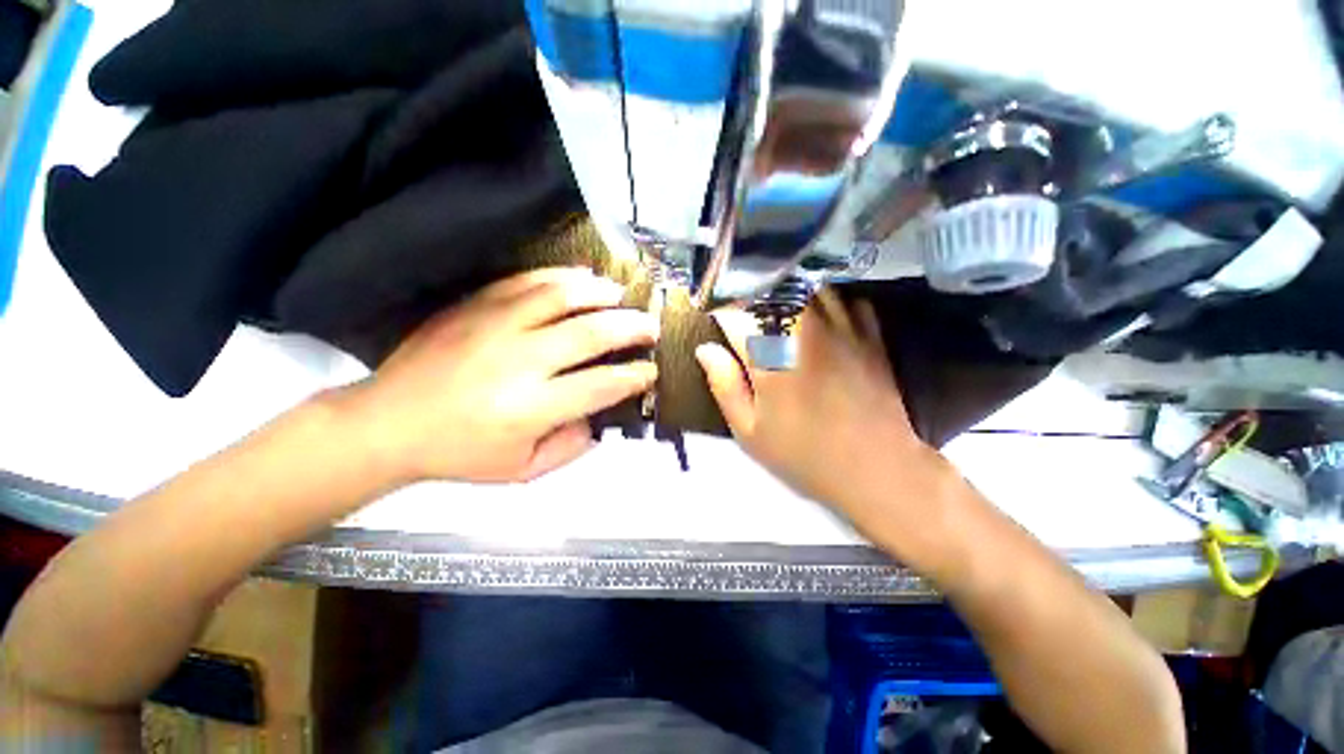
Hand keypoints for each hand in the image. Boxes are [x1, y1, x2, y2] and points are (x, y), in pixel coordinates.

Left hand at [340, 267, 657, 483]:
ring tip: (621, 297)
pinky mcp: (477, 306)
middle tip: (650, 327)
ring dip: (601, 294)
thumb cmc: (459, 453)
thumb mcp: (523, 470)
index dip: (634, 376)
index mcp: (531, 407)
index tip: (651, 371)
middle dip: (631, 328)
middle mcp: (520, 361)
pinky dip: (561, 277)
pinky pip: (528, 281)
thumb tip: (599, 416)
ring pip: (563, 297)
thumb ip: (570, 447)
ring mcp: (496, 326)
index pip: (601, 385)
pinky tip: (581, 279)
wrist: (388, 422)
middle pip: (591, 334)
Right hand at [696, 290, 963, 562]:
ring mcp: (842, 329)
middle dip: (752, 301)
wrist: (875, 469)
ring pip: (809, 289)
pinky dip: (831, 304)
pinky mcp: (870, 337)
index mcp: (770, 355)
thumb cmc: (803, 454)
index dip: (720, 313)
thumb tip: (705, 349)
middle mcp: (805, 331)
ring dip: (789, 297)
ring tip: (781, 317)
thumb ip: (724, 385)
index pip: (735, 314)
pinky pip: (847, 301)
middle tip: (746, 322)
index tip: (715, 322)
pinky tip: (823, 322)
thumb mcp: (749, 431)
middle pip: (772, 292)